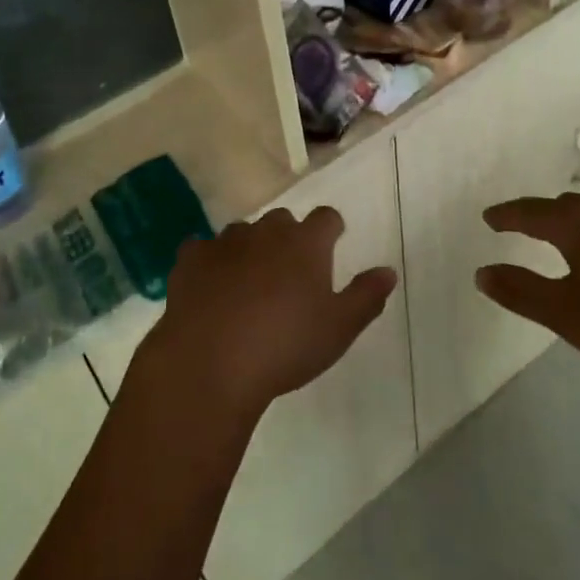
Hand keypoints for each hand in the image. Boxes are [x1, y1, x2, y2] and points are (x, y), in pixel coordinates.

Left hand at [137, 208, 398, 423]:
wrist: (211, 361)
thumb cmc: (285, 346)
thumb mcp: (339, 329)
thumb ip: (366, 296)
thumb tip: (388, 271)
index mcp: (305, 243)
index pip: (326, 217)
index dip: (331, 229)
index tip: (332, 243)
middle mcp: (266, 231)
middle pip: (282, 221)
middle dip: (288, 238)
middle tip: (289, 272)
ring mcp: (225, 242)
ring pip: (242, 233)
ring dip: (249, 249)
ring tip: (248, 283)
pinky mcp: (191, 258)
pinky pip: (202, 250)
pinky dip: (209, 263)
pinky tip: (209, 287)